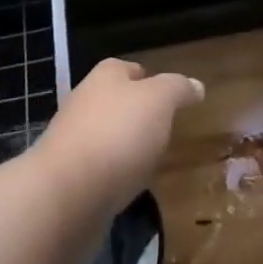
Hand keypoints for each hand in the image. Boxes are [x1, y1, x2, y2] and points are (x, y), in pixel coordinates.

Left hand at [34, 59, 204, 223]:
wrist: (66, 193)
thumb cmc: (117, 134)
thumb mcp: (159, 101)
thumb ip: (178, 89)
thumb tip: (196, 85)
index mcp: (105, 76)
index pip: (130, 69)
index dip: (150, 79)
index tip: (171, 98)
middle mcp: (85, 101)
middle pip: (117, 102)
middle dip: (138, 115)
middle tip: (166, 131)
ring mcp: (73, 140)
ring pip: (107, 136)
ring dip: (126, 147)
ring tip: (152, 161)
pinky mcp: (69, 177)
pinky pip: (100, 169)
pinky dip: (115, 175)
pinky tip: (129, 187)